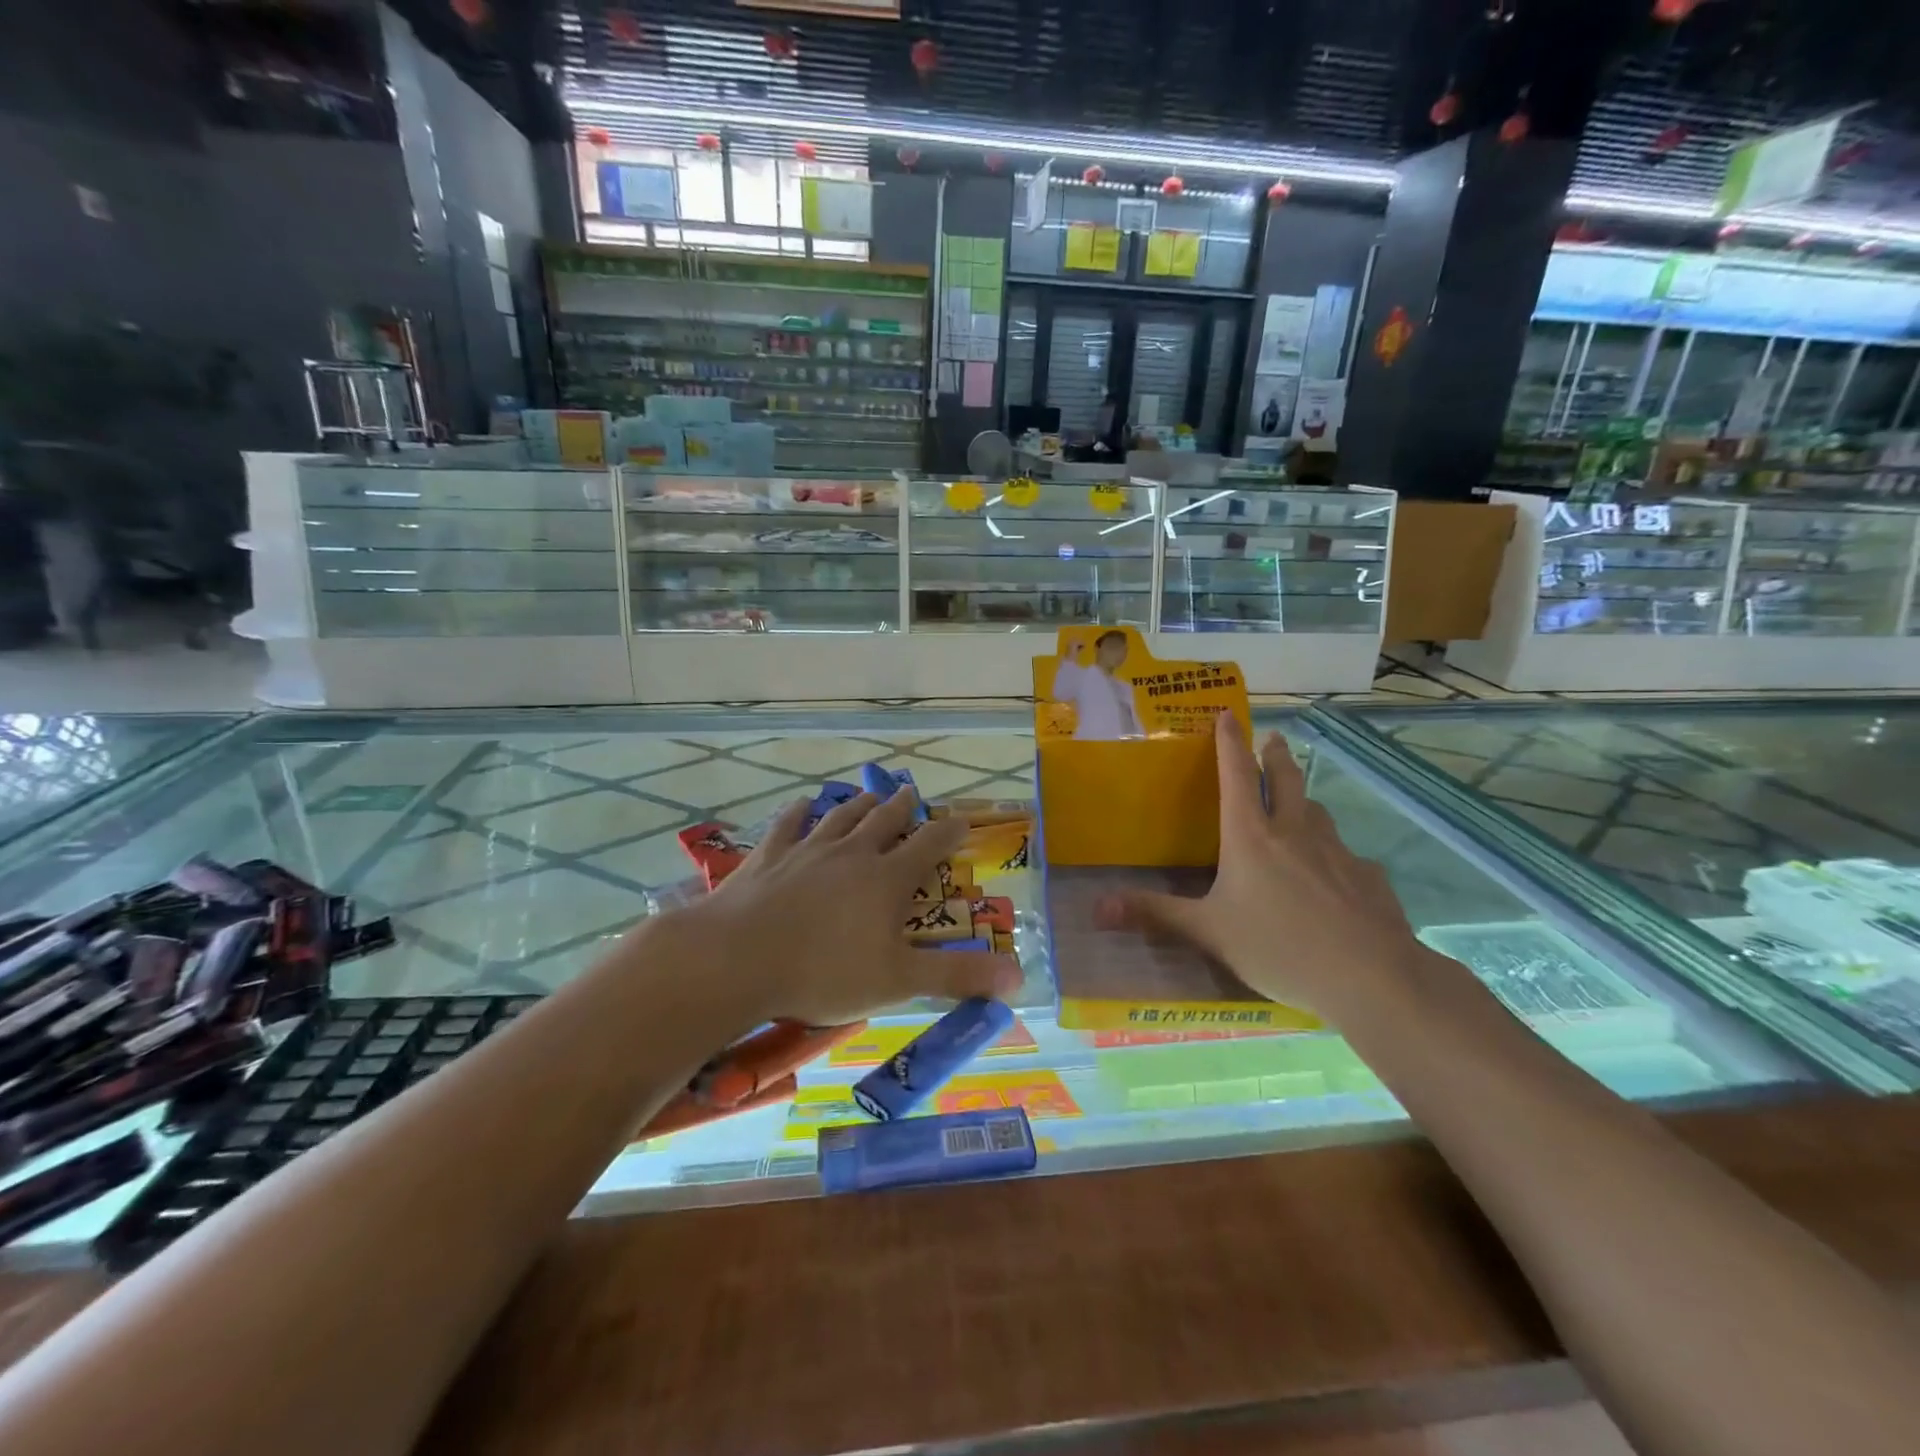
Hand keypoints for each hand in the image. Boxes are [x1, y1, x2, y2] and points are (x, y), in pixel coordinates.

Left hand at [682, 790, 1021, 1027]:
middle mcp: (852, 853)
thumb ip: (958, 976)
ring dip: (858, 804)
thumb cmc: (825, 972)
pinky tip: (802, 803)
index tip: (962, 820)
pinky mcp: (768, 857)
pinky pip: (788, 825)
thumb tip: (1019, 977)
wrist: (738, 959)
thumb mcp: (899, 981)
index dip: (949, 832)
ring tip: (870, 793)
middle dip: (903, 807)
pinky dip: (798, 812)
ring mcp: (807, 850)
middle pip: (884, 821)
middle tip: (912, 792)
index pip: (929, 846)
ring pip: (841, 817)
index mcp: (887, 879)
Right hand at [1097, 711, 1426, 1023]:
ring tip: (1300, 805)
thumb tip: (1096, 908)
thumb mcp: (1207, 932)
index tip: (1228, 713)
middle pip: (1286, 778)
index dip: (1230, 742)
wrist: (1368, 976)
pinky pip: (1346, 856)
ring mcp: (1337, 851)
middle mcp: (1294, 832)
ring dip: (1305, 800)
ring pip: (1318, 812)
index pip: (1237, 775)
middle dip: (1276, 754)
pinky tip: (1334, 878)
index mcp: (1250, 837)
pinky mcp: (1368, 877)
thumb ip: (1155, 914)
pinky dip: (1334, 855)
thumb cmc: (1277, 947)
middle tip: (1274, 738)